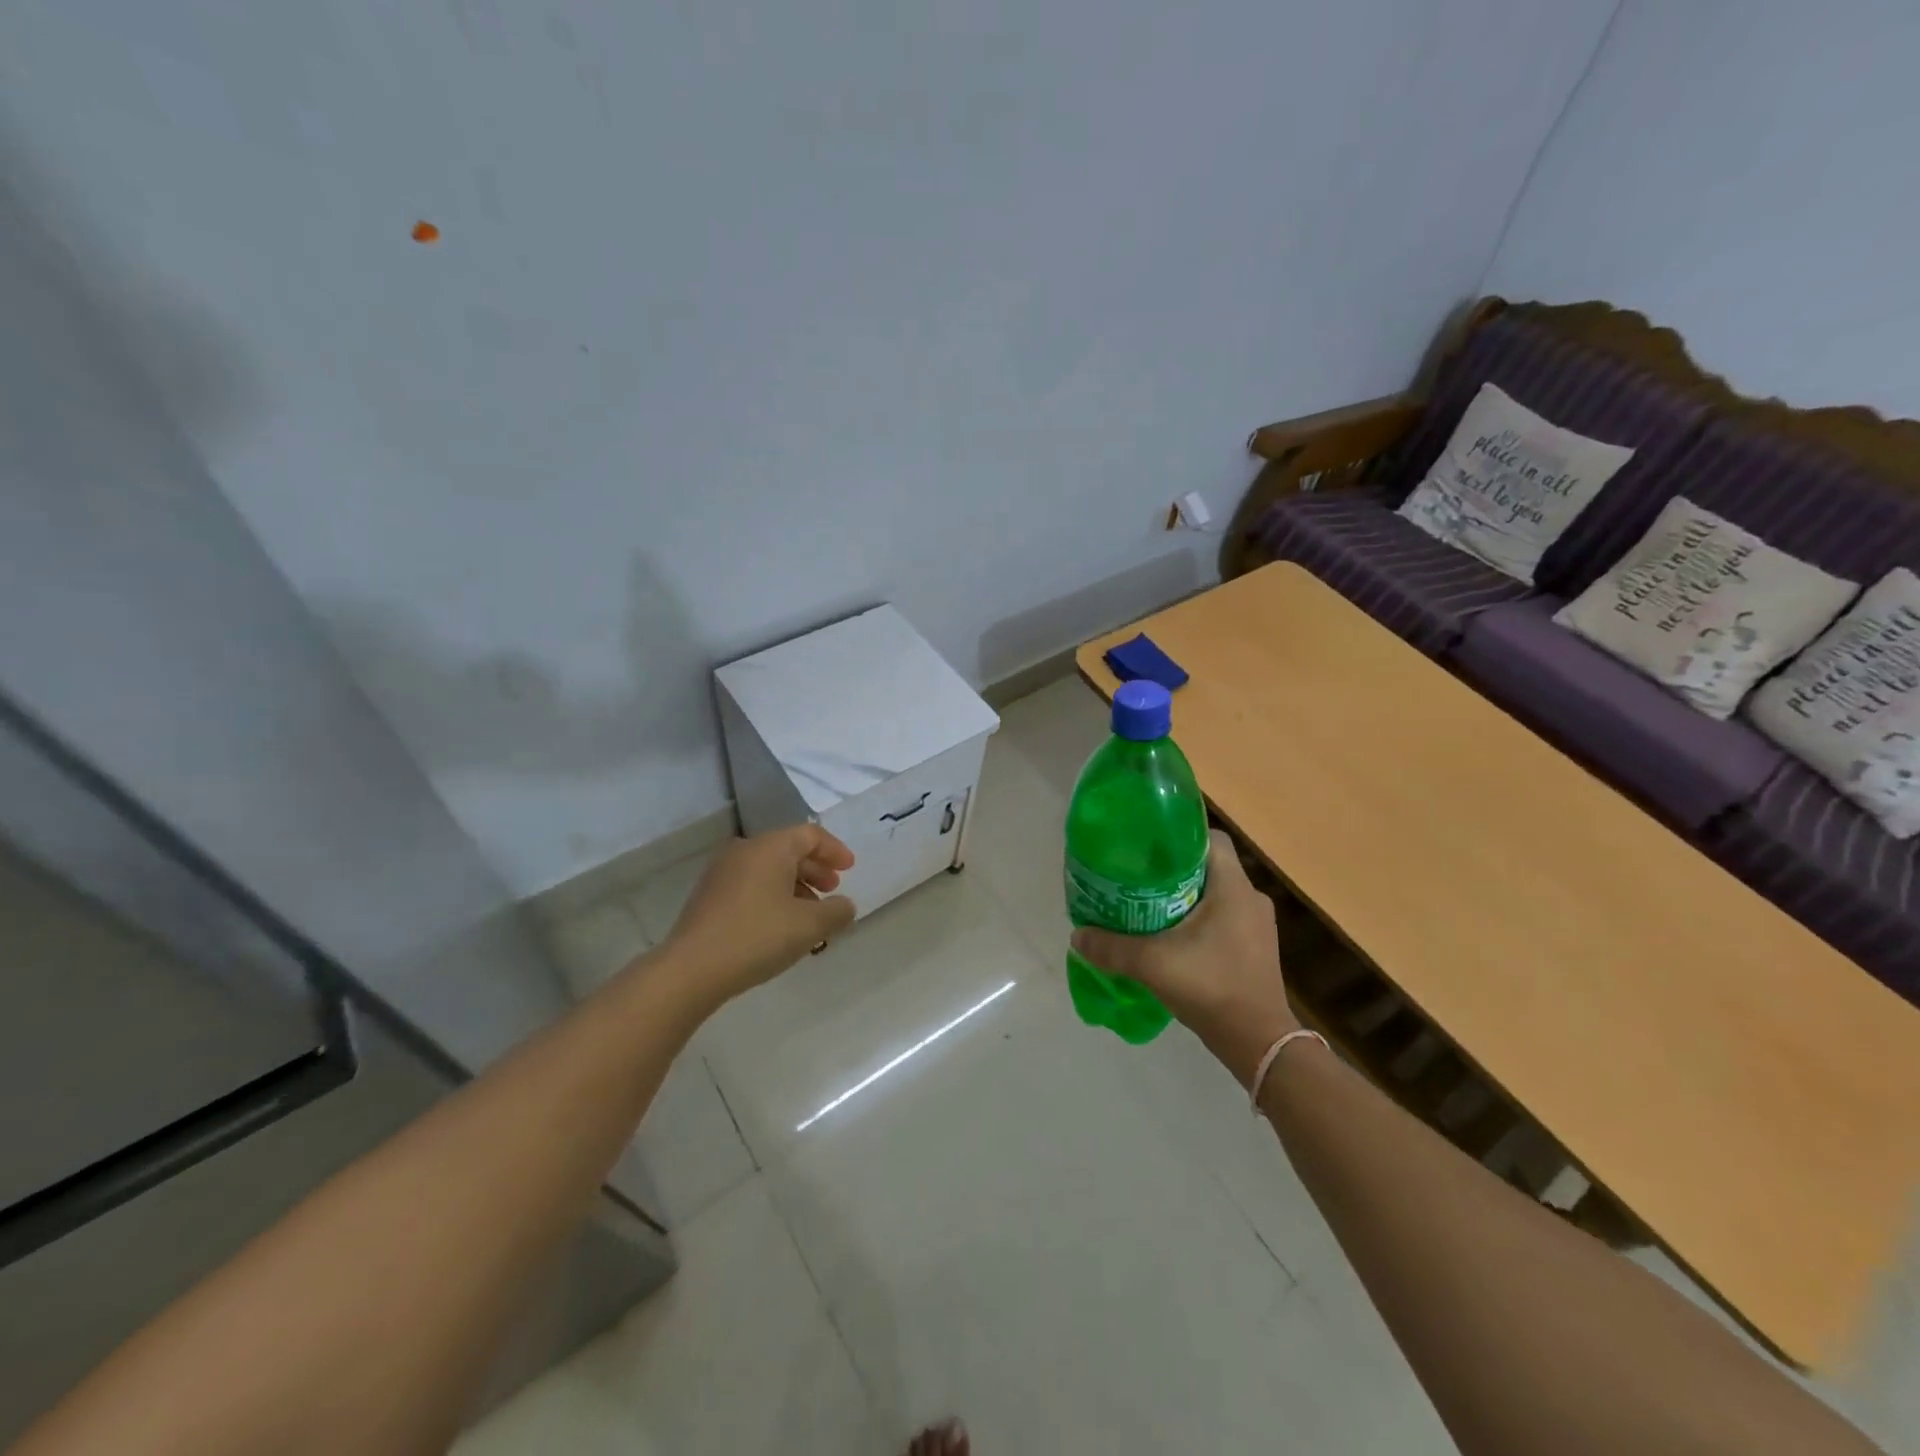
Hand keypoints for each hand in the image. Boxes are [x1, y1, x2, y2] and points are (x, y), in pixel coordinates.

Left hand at [660, 826, 855, 1005]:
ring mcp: (721, 872)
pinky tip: (780, 924)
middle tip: (832, 890)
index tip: (850, 869)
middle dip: (815, 869)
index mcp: (770, 847)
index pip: (810, 835)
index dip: (834, 850)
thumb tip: (845, 905)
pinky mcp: (708, 896)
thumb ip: (837, 911)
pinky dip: (772, 895)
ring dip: (794, 885)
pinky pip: (751, 885)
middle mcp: (744, 850)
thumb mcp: (810, 926)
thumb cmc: (757, 937)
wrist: (691, 969)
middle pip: (788, 850)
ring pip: (768, 869)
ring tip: (809, 914)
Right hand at [1071, 830, 1296, 1086]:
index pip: (1209, 838)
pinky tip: (1173, 938)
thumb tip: (1077, 935)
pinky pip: (1224, 918)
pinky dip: (1199, 920)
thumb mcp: (1152, 964)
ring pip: (1216, 894)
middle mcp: (1250, 897)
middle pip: (1208, 865)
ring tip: (1149, 906)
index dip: (1178, 836)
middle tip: (1138, 877)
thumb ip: (1111, 947)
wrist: (1258, 1042)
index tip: (1147, 846)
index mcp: (1233, 886)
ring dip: (1186, 896)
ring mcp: (1257, 925)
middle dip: (1174, 869)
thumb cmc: (1211, 986)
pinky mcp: (1256, 948)